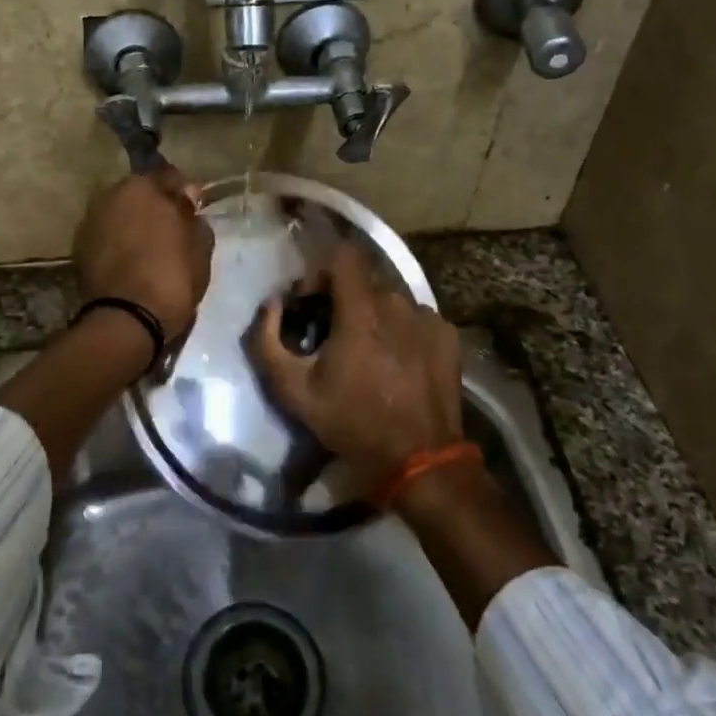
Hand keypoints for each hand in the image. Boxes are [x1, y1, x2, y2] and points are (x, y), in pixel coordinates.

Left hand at [72, 165, 214, 339]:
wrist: (127, 320)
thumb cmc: (173, 276)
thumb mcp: (200, 245)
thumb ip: (193, 215)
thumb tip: (185, 198)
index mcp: (142, 187)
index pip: (169, 176)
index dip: (184, 192)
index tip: (193, 210)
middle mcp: (110, 195)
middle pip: (139, 193)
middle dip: (154, 206)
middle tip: (171, 229)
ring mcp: (90, 221)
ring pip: (120, 214)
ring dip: (133, 223)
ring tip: (149, 248)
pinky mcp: (79, 248)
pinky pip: (106, 236)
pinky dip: (117, 242)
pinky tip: (130, 261)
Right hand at [247, 242, 462, 494]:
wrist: (420, 460)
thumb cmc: (353, 422)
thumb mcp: (293, 390)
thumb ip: (267, 341)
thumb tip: (271, 305)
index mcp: (362, 309)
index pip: (342, 255)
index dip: (319, 272)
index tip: (309, 303)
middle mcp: (398, 302)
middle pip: (364, 280)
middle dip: (341, 298)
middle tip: (330, 334)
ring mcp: (428, 318)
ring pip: (390, 299)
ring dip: (372, 315)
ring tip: (366, 352)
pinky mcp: (448, 336)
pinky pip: (415, 318)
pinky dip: (400, 331)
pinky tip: (395, 363)